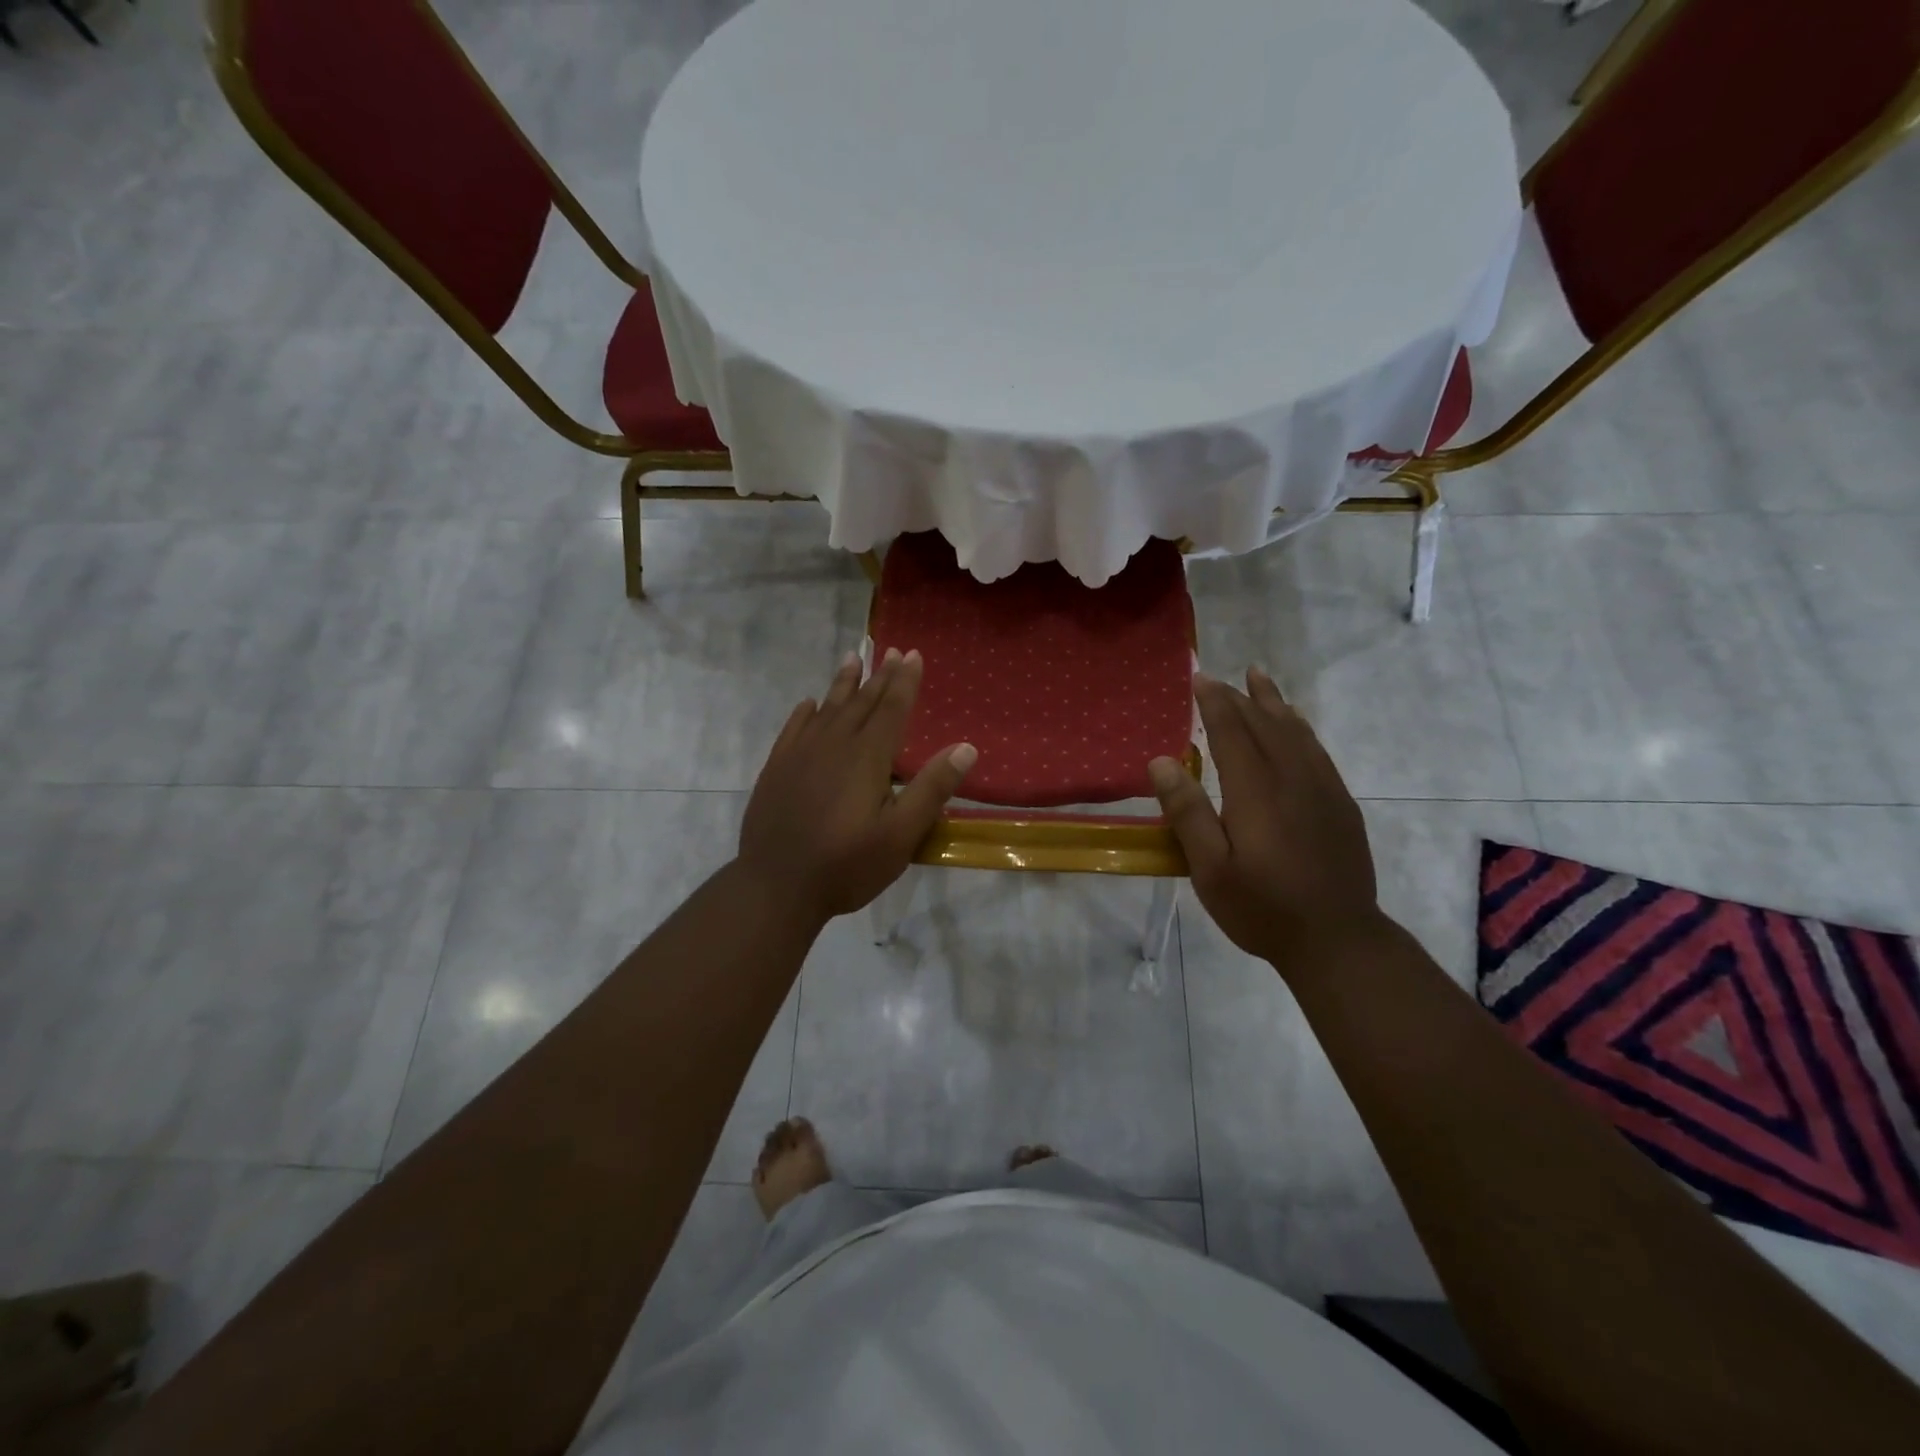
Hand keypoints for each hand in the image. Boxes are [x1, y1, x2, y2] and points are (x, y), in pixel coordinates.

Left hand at [738, 648, 975, 923]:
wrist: (776, 887)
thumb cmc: (846, 865)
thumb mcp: (901, 835)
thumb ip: (931, 789)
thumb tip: (966, 748)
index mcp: (867, 758)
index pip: (891, 710)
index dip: (904, 681)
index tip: (913, 654)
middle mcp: (833, 745)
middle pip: (861, 703)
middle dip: (879, 676)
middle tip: (891, 650)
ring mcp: (800, 755)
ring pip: (826, 709)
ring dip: (842, 684)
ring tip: (853, 659)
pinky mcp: (777, 770)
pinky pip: (793, 729)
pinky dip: (804, 713)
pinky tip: (809, 704)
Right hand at [1148, 668, 1380, 968]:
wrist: (1338, 940)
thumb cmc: (1262, 908)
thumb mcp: (1210, 870)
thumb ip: (1188, 814)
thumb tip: (1162, 761)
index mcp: (1256, 793)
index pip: (1233, 733)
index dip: (1215, 704)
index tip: (1200, 678)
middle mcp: (1292, 780)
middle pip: (1265, 725)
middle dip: (1240, 698)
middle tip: (1219, 677)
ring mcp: (1323, 790)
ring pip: (1296, 732)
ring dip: (1274, 702)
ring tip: (1259, 677)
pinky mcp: (1340, 804)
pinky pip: (1318, 750)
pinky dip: (1301, 727)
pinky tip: (1295, 724)